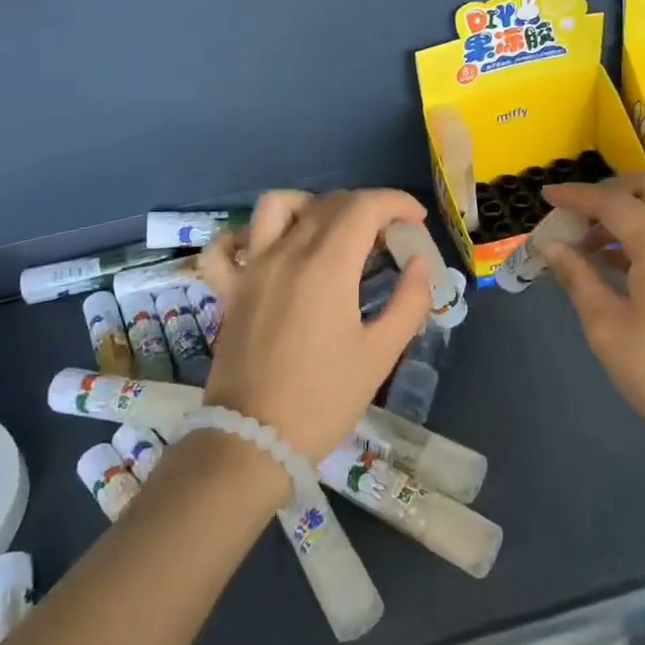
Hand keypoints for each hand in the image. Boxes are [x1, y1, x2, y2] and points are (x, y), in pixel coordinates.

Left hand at [196, 189, 431, 460]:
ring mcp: (252, 268)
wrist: (253, 441)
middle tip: (388, 239)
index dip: (396, 203)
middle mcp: (287, 253)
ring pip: (277, 205)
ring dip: (311, 205)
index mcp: (327, 266)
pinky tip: (266, 248)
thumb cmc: (324, 399)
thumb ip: (409, 301)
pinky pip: (226, 247)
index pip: (364, 206)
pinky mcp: (229, 290)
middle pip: (329, 203)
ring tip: (331, 231)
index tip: (415, 222)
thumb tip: (419, 263)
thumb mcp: (380, 354)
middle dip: (366, 208)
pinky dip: (244, 236)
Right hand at [539, 172, 644, 463]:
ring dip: (626, 211)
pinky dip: (644, 230)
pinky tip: (616, 262)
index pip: (612, 202)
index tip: (545, 195)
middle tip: (574, 216)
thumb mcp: (606, 327)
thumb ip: (578, 277)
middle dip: (607, 191)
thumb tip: (552, 246)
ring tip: (587, 244)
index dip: (576, 195)